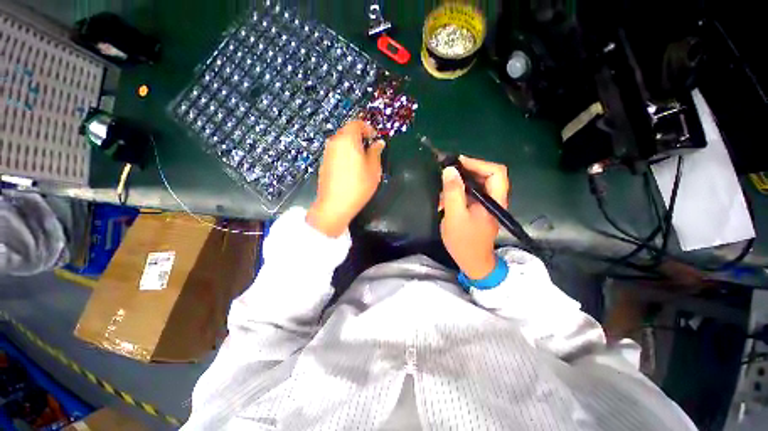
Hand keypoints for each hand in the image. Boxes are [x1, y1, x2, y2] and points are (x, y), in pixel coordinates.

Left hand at [306, 120, 384, 236]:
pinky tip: (351, 169)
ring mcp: (327, 153)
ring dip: (352, 146)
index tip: (374, 138)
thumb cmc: (358, 186)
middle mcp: (334, 142)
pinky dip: (345, 154)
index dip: (368, 128)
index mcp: (348, 139)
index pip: (357, 123)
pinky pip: (336, 152)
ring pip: (341, 142)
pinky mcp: (324, 163)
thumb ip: (376, 152)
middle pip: (348, 131)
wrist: (334, 205)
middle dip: (360, 137)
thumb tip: (378, 143)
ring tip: (362, 161)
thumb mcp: (373, 169)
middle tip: (370, 150)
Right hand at [440, 156, 509, 278]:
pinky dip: (457, 193)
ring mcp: (486, 204)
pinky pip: (470, 193)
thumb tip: (449, 169)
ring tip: (443, 189)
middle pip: (486, 175)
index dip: (478, 163)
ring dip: (459, 183)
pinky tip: (445, 200)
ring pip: (476, 184)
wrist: (472, 262)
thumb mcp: (455, 216)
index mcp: (494, 200)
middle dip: (466, 171)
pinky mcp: (478, 209)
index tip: (457, 163)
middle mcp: (494, 199)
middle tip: (447, 172)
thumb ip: (453, 192)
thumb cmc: (464, 241)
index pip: (496, 172)